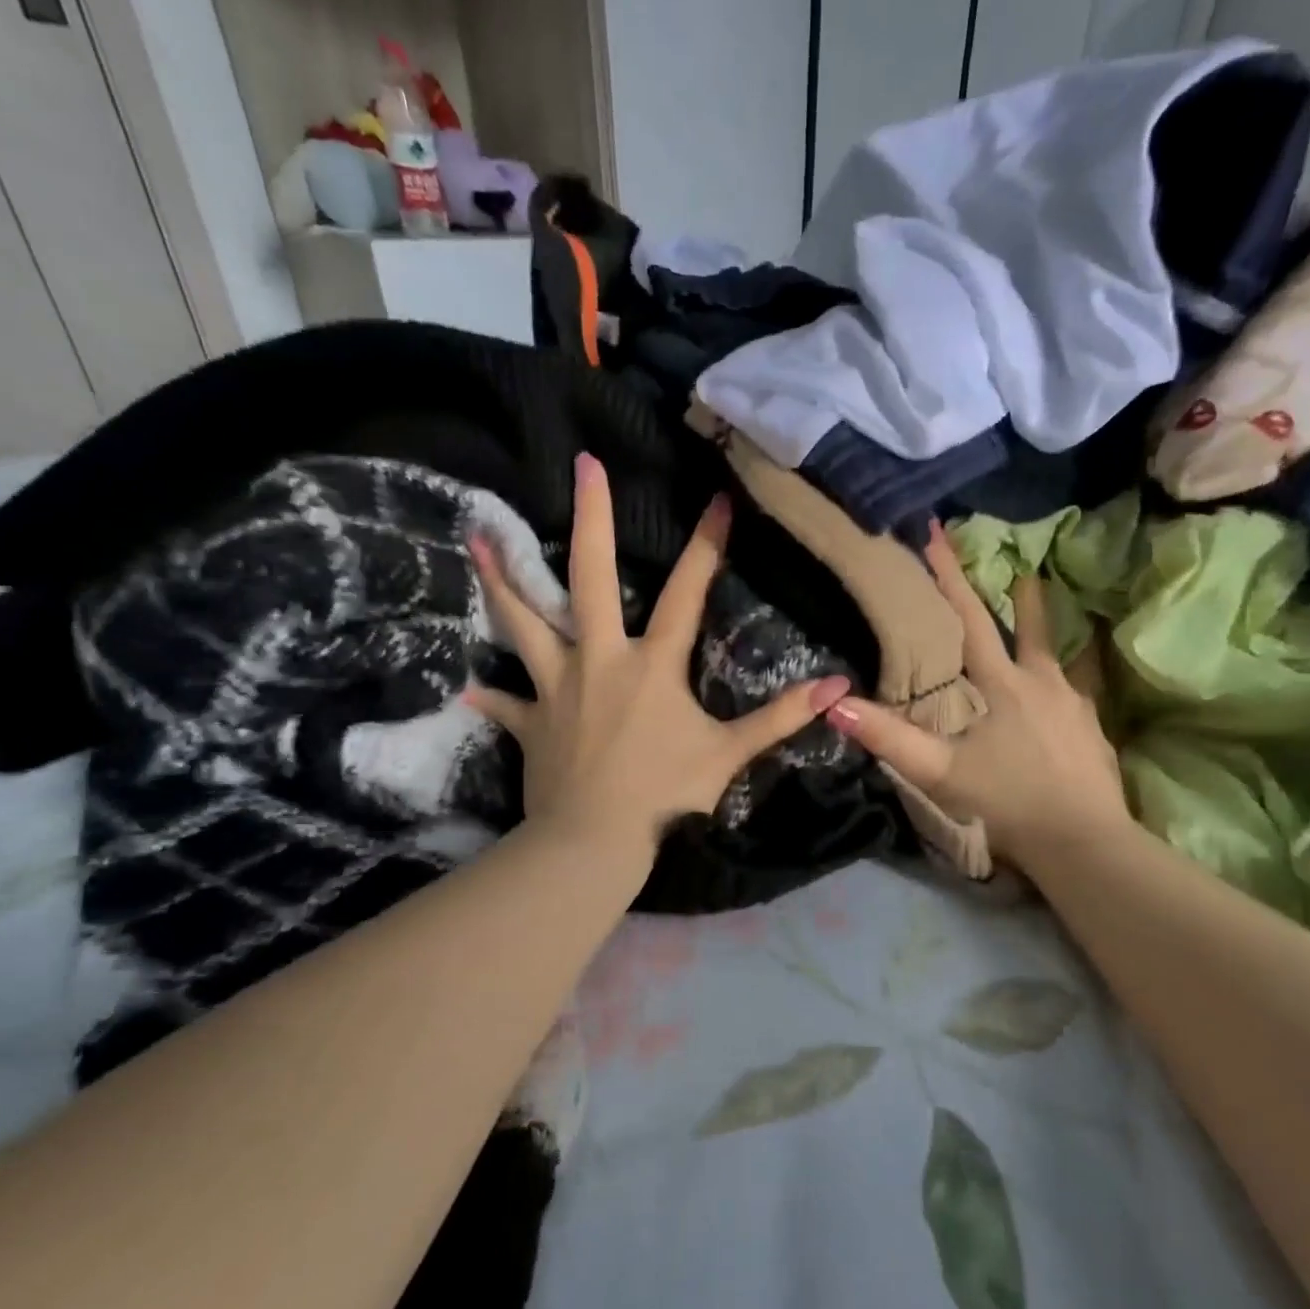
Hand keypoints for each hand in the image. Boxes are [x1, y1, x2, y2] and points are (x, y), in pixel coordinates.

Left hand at [465, 453, 850, 863]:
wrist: (594, 841)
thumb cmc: (665, 795)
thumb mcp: (729, 754)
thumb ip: (780, 717)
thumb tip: (839, 686)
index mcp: (651, 665)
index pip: (686, 595)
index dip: (706, 547)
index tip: (719, 499)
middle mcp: (598, 660)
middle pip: (589, 579)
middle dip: (590, 520)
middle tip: (583, 466)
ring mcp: (556, 689)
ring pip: (523, 625)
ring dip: (502, 583)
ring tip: (475, 540)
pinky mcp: (531, 724)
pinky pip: (507, 705)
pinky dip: (492, 697)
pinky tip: (470, 689)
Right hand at [824, 522, 1129, 872]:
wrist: (1083, 842)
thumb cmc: (1007, 802)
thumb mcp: (940, 772)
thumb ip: (889, 739)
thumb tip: (836, 705)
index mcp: (1003, 684)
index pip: (971, 621)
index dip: (949, 578)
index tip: (938, 536)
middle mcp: (1043, 681)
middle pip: (1028, 626)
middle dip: (1016, 594)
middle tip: (1018, 564)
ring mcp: (1075, 703)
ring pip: (1057, 655)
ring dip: (1046, 629)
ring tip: (1046, 615)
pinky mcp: (1093, 728)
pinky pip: (1079, 688)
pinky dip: (1068, 676)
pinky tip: (1066, 687)